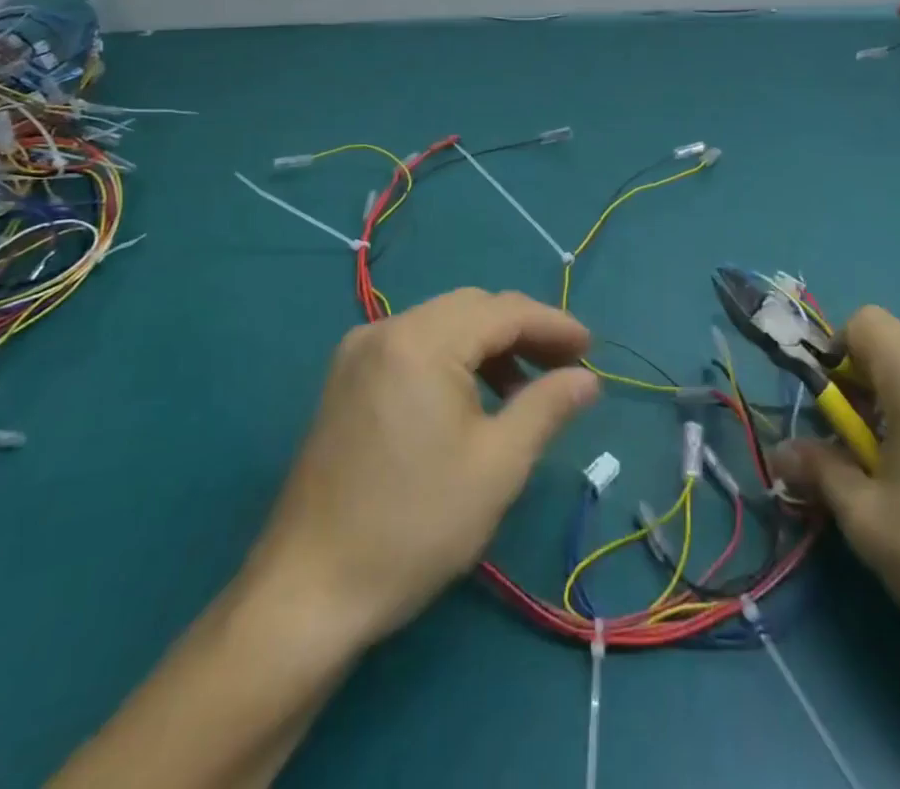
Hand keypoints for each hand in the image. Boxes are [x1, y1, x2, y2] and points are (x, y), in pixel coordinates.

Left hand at [247, 288, 598, 645]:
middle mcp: (386, 329)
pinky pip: (415, 346)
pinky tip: (473, 398)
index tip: (592, 348)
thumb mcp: (497, 466)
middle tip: (565, 367)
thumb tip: (587, 379)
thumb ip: (546, 407)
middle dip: (523, 331)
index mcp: (421, 341)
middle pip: (472, 308)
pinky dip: (454, 359)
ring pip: (443, 324)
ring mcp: (360, 351)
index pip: (503, 311)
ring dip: (490, 345)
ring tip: (525, 388)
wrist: (308, 592)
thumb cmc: (413, 526)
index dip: (553, 325)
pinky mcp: (347, 378)